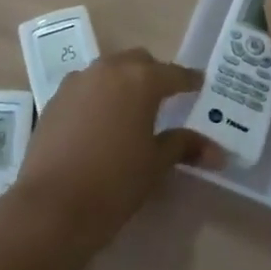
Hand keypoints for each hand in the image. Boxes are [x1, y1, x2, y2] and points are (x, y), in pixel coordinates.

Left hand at [12, 48, 219, 255]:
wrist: (51, 207)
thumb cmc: (115, 183)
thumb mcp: (156, 164)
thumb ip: (185, 147)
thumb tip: (219, 152)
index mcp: (141, 79)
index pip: (175, 74)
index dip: (190, 81)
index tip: (199, 87)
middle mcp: (109, 69)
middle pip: (139, 62)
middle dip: (153, 75)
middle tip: (163, 100)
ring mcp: (78, 81)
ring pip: (109, 70)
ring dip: (122, 83)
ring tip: (129, 111)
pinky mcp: (55, 98)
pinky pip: (85, 87)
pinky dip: (97, 96)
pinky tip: (99, 123)